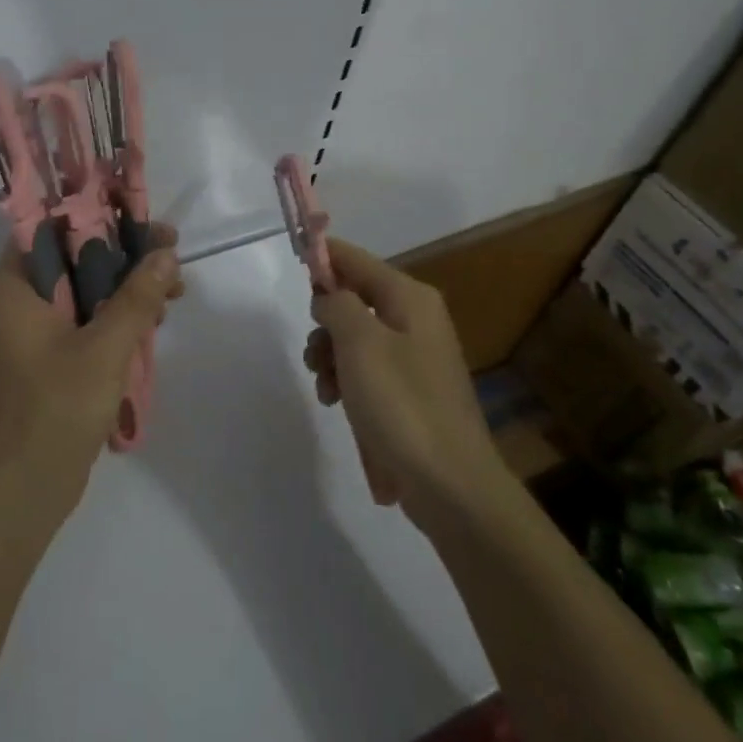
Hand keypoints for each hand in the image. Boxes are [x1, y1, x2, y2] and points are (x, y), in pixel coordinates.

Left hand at [0, 225, 183, 522]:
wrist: (26, 487)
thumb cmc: (56, 407)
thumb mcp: (104, 346)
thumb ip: (137, 297)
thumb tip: (166, 253)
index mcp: (15, 287)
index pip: (49, 226)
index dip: (93, 213)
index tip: (137, 214)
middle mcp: (20, 301)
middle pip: (74, 257)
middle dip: (124, 253)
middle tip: (171, 251)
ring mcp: (36, 332)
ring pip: (86, 289)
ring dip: (127, 286)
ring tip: (175, 289)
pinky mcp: (52, 358)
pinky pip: (87, 320)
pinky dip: (118, 316)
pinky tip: (155, 320)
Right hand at [303, 238, 502, 521]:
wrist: (449, 484)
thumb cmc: (401, 403)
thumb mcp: (359, 342)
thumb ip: (336, 304)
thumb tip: (328, 297)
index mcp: (410, 298)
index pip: (356, 259)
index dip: (323, 257)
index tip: (293, 264)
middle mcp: (416, 320)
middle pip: (353, 301)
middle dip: (325, 325)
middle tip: (315, 354)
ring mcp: (415, 358)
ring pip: (355, 339)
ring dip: (331, 359)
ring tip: (326, 391)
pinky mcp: (411, 393)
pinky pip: (368, 371)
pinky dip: (347, 383)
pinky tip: (337, 406)